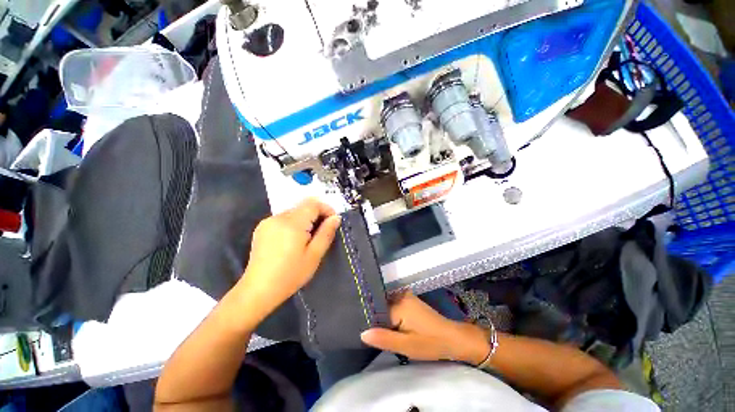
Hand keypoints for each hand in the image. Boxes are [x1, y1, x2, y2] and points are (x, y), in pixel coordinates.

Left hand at [238, 198, 340, 319]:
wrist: (258, 290)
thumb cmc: (291, 274)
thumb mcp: (314, 255)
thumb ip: (326, 233)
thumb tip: (336, 217)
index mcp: (292, 223)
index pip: (313, 204)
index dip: (326, 209)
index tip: (333, 221)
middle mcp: (278, 217)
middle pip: (303, 207)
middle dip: (316, 215)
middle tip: (322, 232)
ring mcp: (268, 222)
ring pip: (294, 212)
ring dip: (305, 220)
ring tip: (308, 239)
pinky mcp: (262, 228)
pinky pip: (284, 218)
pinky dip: (294, 224)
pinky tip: (293, 240)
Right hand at [360, 292, 490, 364]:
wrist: (452, 338)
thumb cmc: (430, 343)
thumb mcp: (406, 346)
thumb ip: (384, 338)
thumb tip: (362, 333)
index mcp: (399, 304)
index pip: (376, 311)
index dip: (369, 322)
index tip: (361, 330)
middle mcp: (400, 296)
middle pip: (380, 307)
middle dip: (375, 319)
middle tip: (366, 332)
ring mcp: (406, 296)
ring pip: (386, 306)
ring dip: (381, 317)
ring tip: (374, 329)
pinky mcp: (409, 301)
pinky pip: (393, 306)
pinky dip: (389, 315)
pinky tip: (387, 325)